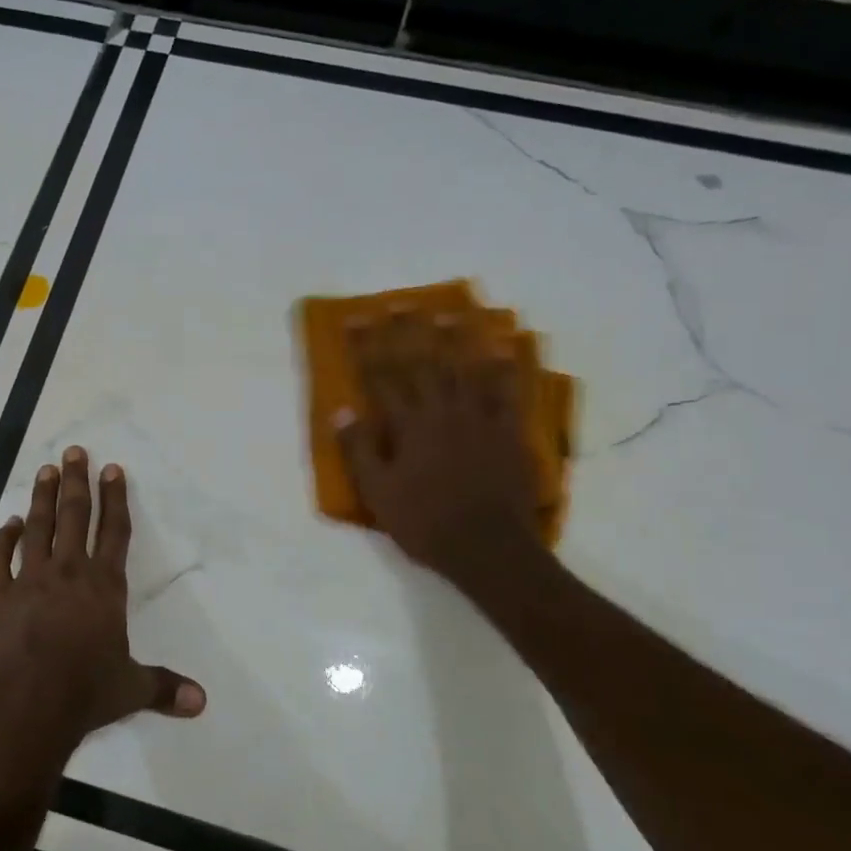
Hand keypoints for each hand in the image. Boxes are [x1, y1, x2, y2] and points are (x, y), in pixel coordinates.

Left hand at [0, 447, 205, 762]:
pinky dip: (2, 538)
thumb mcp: (131, 689)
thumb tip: (203, 702)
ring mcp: (29, 581)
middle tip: (75, 452)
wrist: (26, 706)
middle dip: (77, 482)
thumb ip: (165, 688)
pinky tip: (8, 523)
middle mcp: (69, 573)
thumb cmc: (85, 692)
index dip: (115, 498)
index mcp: (104, 586)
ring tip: (45, 470)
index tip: (113, 469)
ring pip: (37, 528)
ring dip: (42, 497)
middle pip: (74, 517)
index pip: (114, 532)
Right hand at [335, 312, 543, 591]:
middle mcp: (443, 412)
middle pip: (422, 363)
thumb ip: (359, 449)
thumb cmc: (424, 522)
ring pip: (466, 369)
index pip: (381, 377)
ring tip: (449, 312)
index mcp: (408, 425)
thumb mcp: (377, 493)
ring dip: (455, 339)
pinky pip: (509, 392)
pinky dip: (507, 368)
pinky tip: (506, 347)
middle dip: (407, 332)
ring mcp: (480, 419)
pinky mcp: (509, 432)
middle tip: (400, 303)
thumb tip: (341, 410)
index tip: (356, 319)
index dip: (367, 346)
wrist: (487, 547)